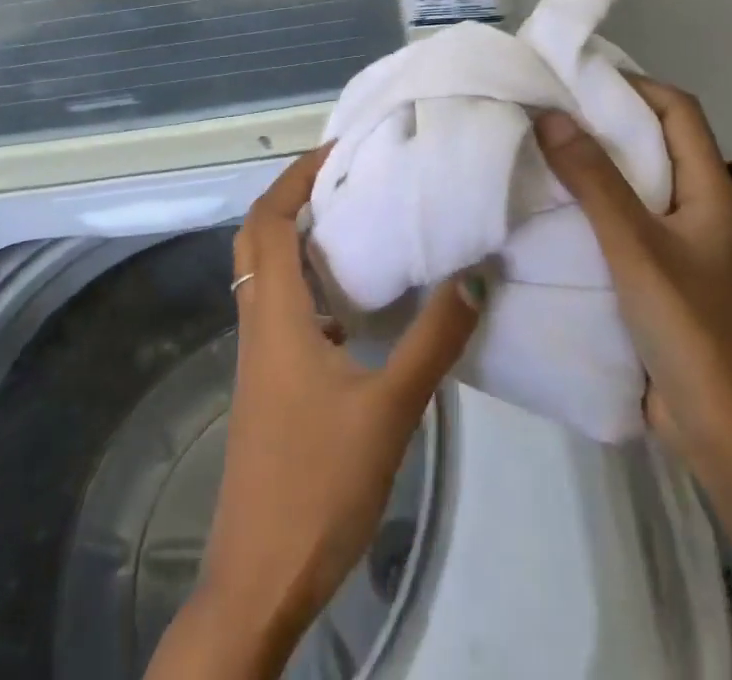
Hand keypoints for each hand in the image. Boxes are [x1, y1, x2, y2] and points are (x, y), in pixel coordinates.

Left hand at [147, 146, 484, 679]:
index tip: (340, 151)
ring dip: (300, 237)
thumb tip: (474, 275)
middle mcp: (258, 324)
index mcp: (275, 316)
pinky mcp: (269, 384)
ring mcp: (259, 356)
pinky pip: (282, 308)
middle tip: (346, 177)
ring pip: (267, 273)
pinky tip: (355, 303)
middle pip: (258, 238)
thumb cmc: (317, 486)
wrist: (260, 581)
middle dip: (293, 196)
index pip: (268, 221)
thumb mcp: (388, 410)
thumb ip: (433, 340)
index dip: (296, 177)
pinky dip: (308, 283)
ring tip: (356, 221)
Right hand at [538, 81, 731, 679]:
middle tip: (546, 108)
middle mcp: (695, 207)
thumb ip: (594, 181)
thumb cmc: (690, 329)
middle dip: (604, 120)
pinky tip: (551, 208)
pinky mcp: (657, 275)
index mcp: (707, 189)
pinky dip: (590, 206)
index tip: (579, 76)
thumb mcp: (636, 246)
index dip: (635, 84)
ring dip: (594, 164)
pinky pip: (622, 223)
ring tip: (539, 149)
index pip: (678, 110)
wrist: (724, 433)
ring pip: (635, 184)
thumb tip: (550, 114)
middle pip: (654, 142)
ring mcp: (678, 243)